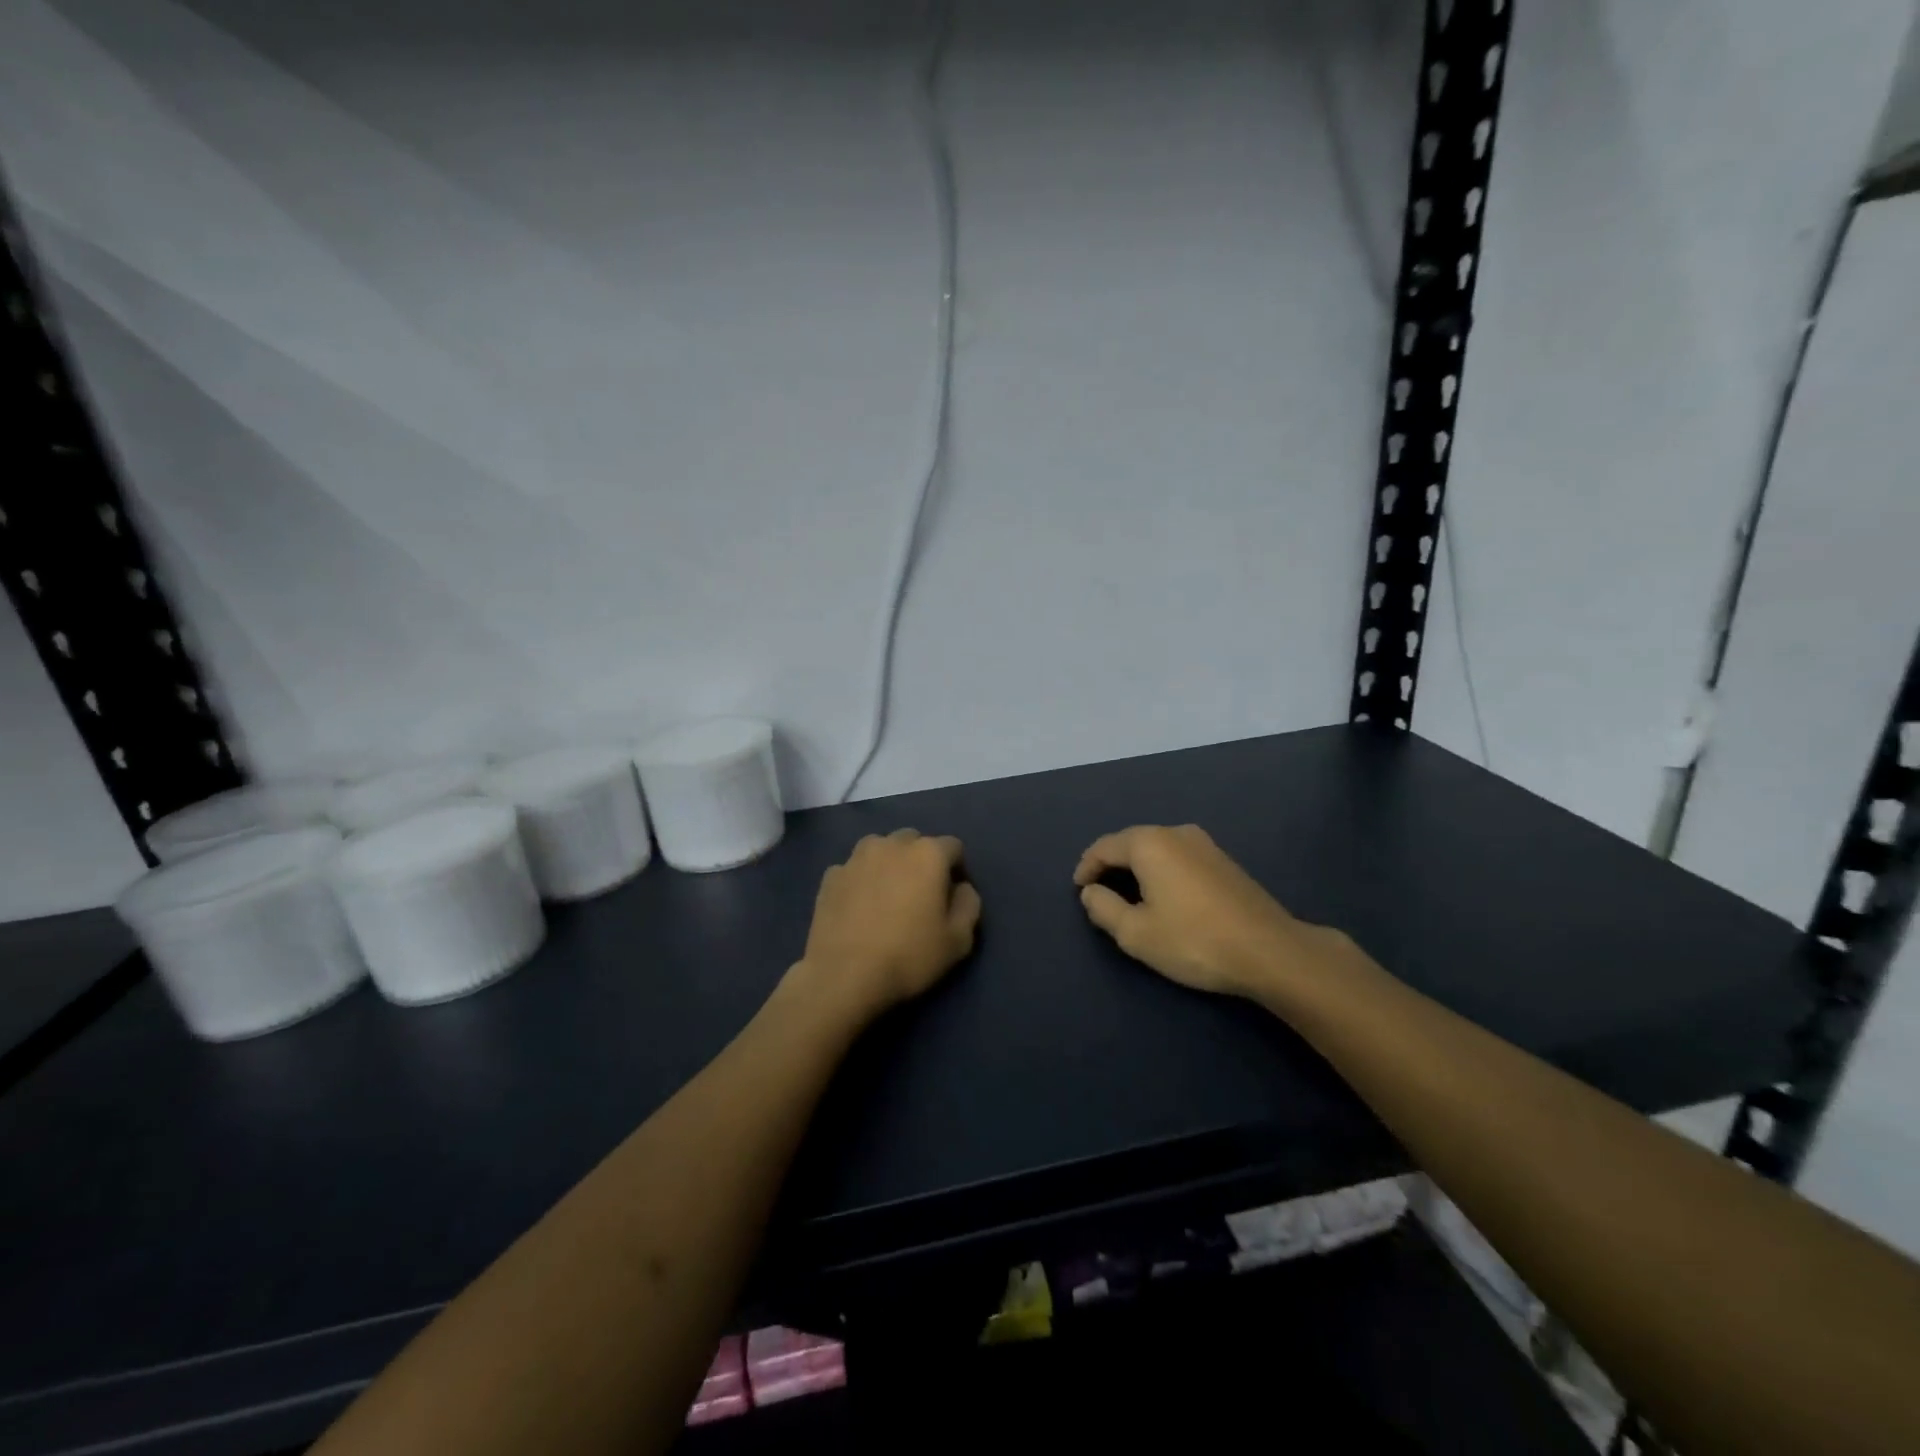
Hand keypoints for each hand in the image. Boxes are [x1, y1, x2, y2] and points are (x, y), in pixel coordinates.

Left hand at [794, 829, 980, 1021]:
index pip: (953, 847)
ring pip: (881, 848)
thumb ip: (969, 905)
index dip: (957, 870)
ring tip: (886, 895)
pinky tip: (859, 907)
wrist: (843, 975)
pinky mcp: (830, 875)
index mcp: (928, 854)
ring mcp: (856, 857)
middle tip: (919, 895)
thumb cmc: (909, 956)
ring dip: (889, 863)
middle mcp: (892, 844)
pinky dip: (861, 880)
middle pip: (914, 841)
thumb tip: (961, 888)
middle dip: (921, 860)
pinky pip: (854, 869)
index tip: (951, 897)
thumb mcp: (958, 940)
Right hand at [1075, 823, 1347, 999]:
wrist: (1271, 951)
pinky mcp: (1224, 860)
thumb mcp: (1136, 933)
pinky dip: (1162, 871)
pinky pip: (1179, 857)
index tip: (1079, 891)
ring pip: (1157, 848)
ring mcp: (1205, 844)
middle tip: (1099, 893)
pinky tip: (1164, 896)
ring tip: (1129, 896)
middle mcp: (1176, 832)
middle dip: (1111, 865)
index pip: (1104, 846)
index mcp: (1150, 843)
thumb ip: (1103, 909)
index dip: (1086, 867)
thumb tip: (1091, 892)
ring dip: (1137, 868)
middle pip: (1131, 842)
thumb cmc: (1194, 941)